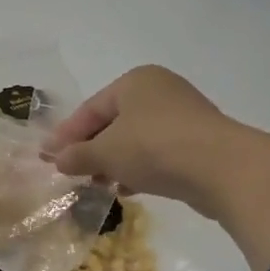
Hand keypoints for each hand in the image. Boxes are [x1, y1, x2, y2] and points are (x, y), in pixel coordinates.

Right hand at [46, 65, 269, 270]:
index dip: (66, 135)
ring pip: (135, 139)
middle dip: (90, 150)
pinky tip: (128, 189)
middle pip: (112, 123)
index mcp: (135, 81)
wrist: (222, 168)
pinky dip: (138, 168)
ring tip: (98, 185)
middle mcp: (159, 91)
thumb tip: (56, 160)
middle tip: (70, 173)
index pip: (90, 109)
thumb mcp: (106, 152)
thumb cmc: (154, 148)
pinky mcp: (198, 142)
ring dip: (113, 162)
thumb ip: (77, 155)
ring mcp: (182, 115)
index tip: (47, 158)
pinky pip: (157, 152)